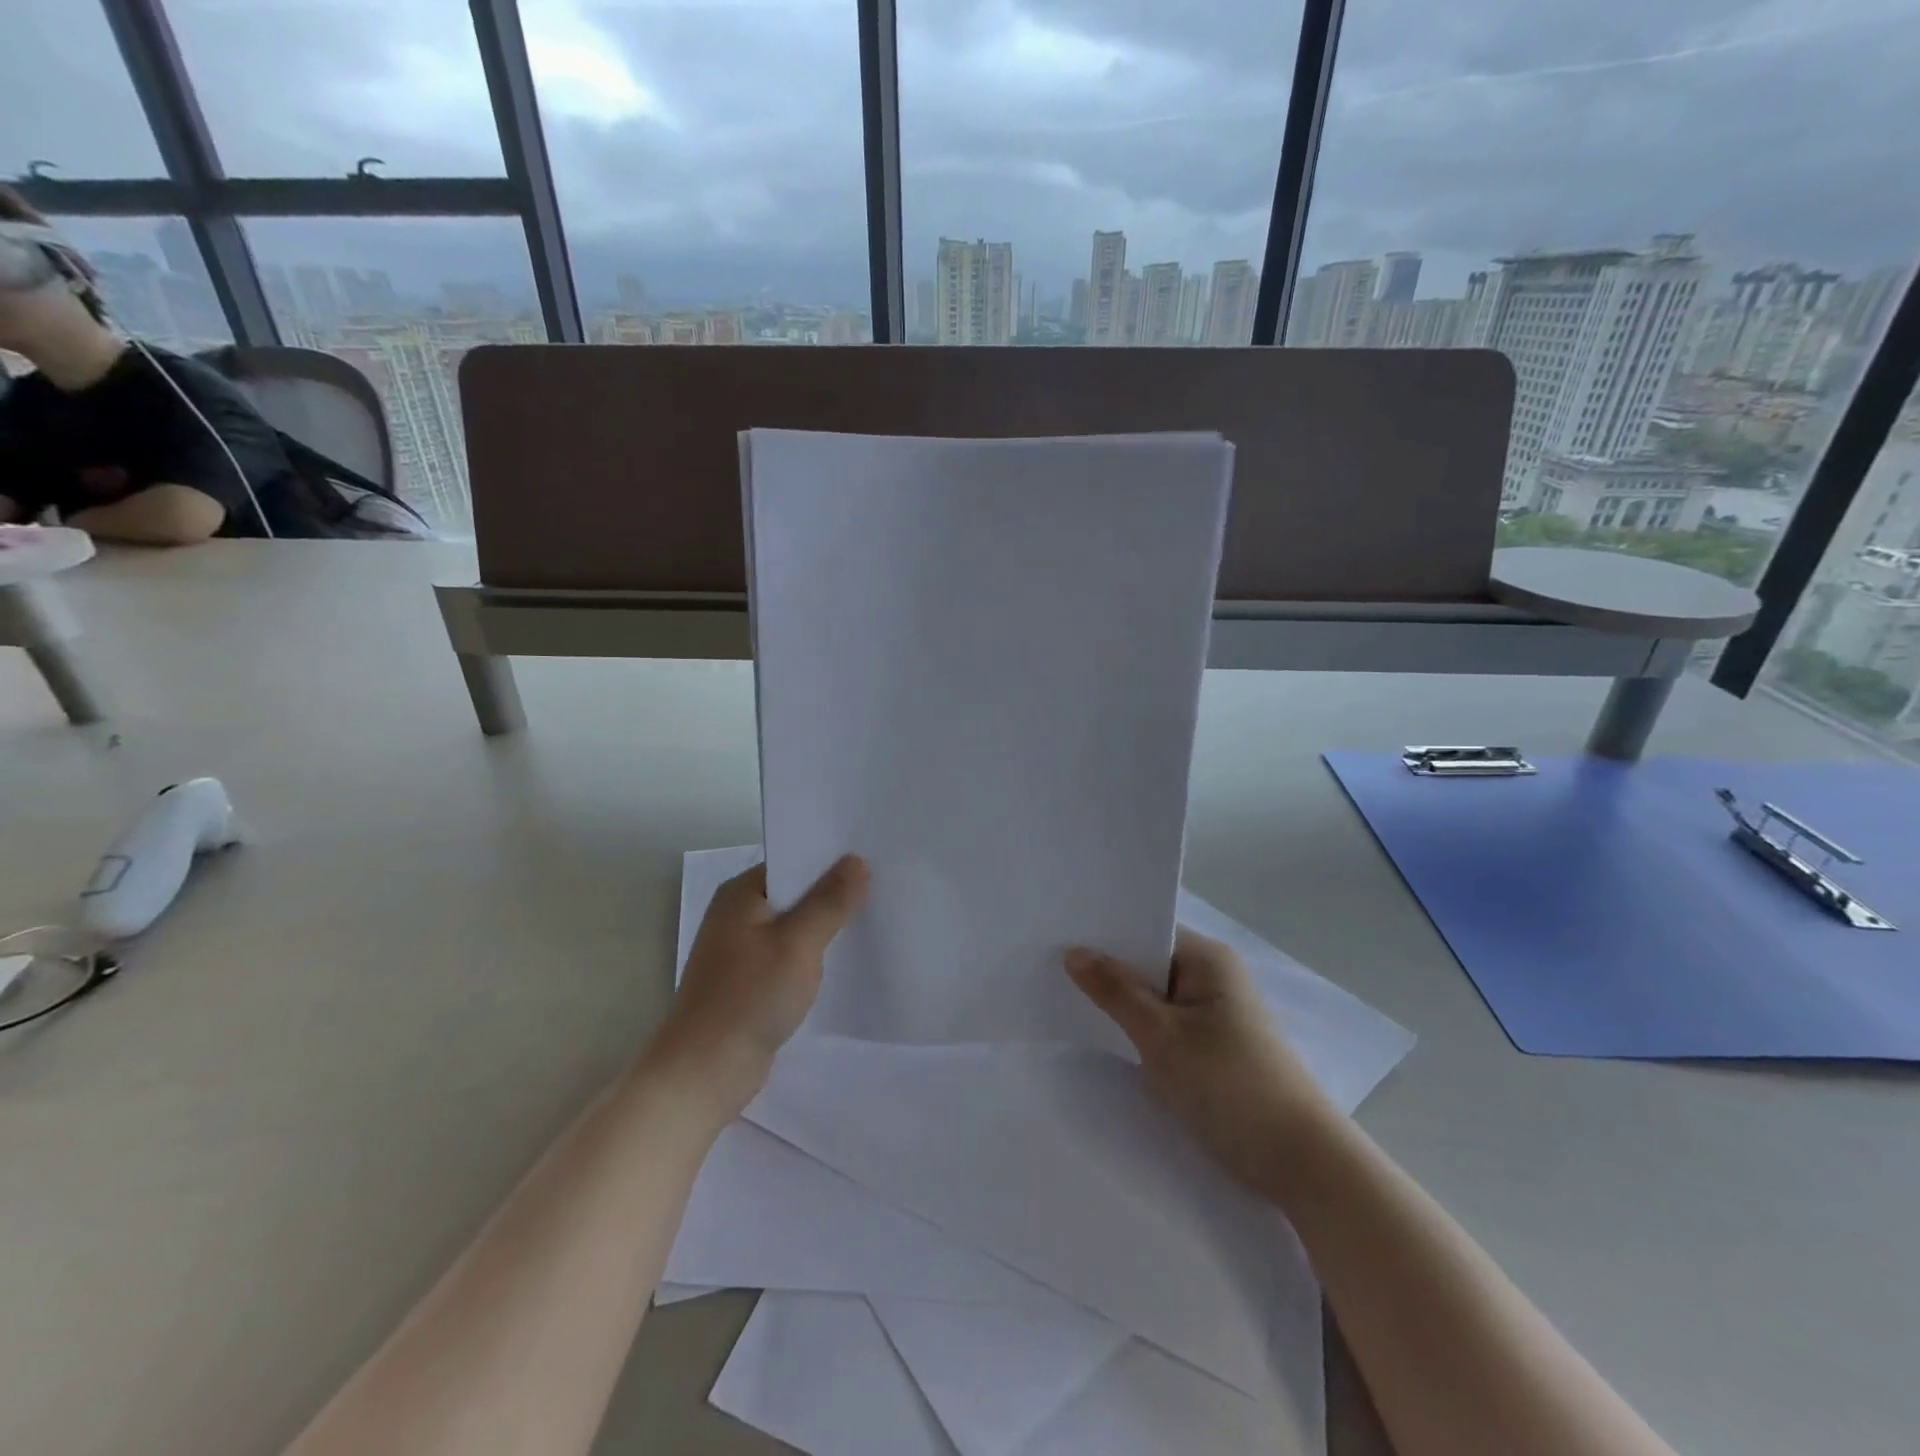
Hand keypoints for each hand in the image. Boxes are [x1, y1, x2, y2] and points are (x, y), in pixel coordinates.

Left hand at [644, 856, 868, 1121]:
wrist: (703, 1073)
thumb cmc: (748, 998)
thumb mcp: (797, 944)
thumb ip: (830, 901)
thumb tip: (857, 860)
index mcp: (742, 894)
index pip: (794, 860)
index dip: (832, 859)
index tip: (875, 858)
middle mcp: (739, 914)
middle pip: (796, 892)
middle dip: (835, 892)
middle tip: (885, 886)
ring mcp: (743, 949)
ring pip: (796, 925)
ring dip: (827, 925)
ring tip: (875, 918)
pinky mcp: (752, 981)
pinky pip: (792, 954)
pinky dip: (815, 954)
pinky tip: (847, 959)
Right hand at [1066, 927, 1338, 1199]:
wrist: (1302, 1165)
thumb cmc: (1230, 1087)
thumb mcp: (1162, 1036)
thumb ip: (1115, 991)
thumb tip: (1073, 952)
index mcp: (1208, 959)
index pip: (1147, 930)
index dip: (1104, 934)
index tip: (1056, 937)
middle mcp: (1214, 977)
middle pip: (1148, 962)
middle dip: (1106, 969)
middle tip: (1049, 966)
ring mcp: (1215, 1014)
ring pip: (1155, 997)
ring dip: (1121, 1003)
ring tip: (1065, 998)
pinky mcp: (1214, 1048)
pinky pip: (1166, 1025)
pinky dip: (1139, 1029)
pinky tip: (1105, 1035)